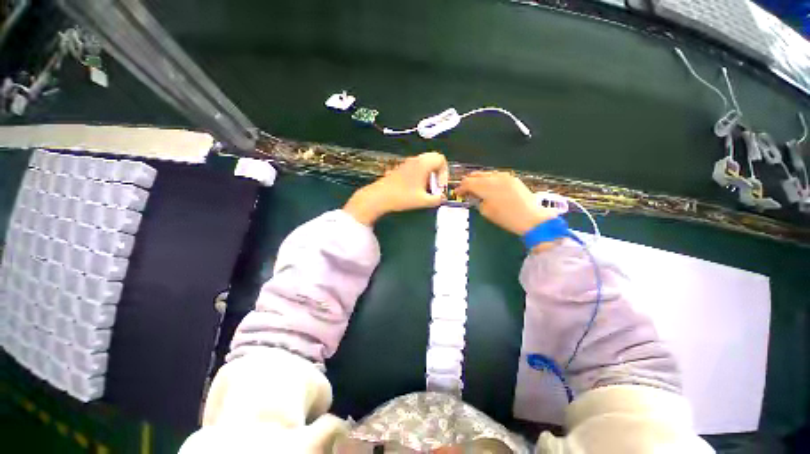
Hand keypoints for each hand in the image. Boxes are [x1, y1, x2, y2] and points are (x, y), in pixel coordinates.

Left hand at [344, 152, 448, 224]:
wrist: (379, 196)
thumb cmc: (402, 197)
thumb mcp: (423, 201)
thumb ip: (437, 199)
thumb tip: (443, 198)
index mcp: (423, 164)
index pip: (441, 159)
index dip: (445, 173)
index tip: (440, 186)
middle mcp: (416, 160)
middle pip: (434, 159)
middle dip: (438, 172)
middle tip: (436, 186)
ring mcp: (408, 163)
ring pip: (425, 163)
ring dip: (429, 174)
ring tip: (426, 189)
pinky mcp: (401, 168)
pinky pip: (417, 166)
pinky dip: (421, 174)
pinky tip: (416, 188)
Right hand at [456, 171, 557, 235]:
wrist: (531, 218)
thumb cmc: (506, 218)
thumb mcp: (486, 212)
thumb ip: (476, 200)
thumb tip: (471, 195)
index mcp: (486, 187)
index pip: (468, 183)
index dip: (461, 188)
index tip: (457, 193)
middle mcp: (494, 178)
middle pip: (476, 175)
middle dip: (468, 182)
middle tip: (464, 189)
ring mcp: (504, 176)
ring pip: (485, 173)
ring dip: (478, 179)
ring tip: (475, 187)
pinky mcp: (512, 178)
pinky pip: (495, 175)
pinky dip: (488, 179)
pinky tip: (488, 185)